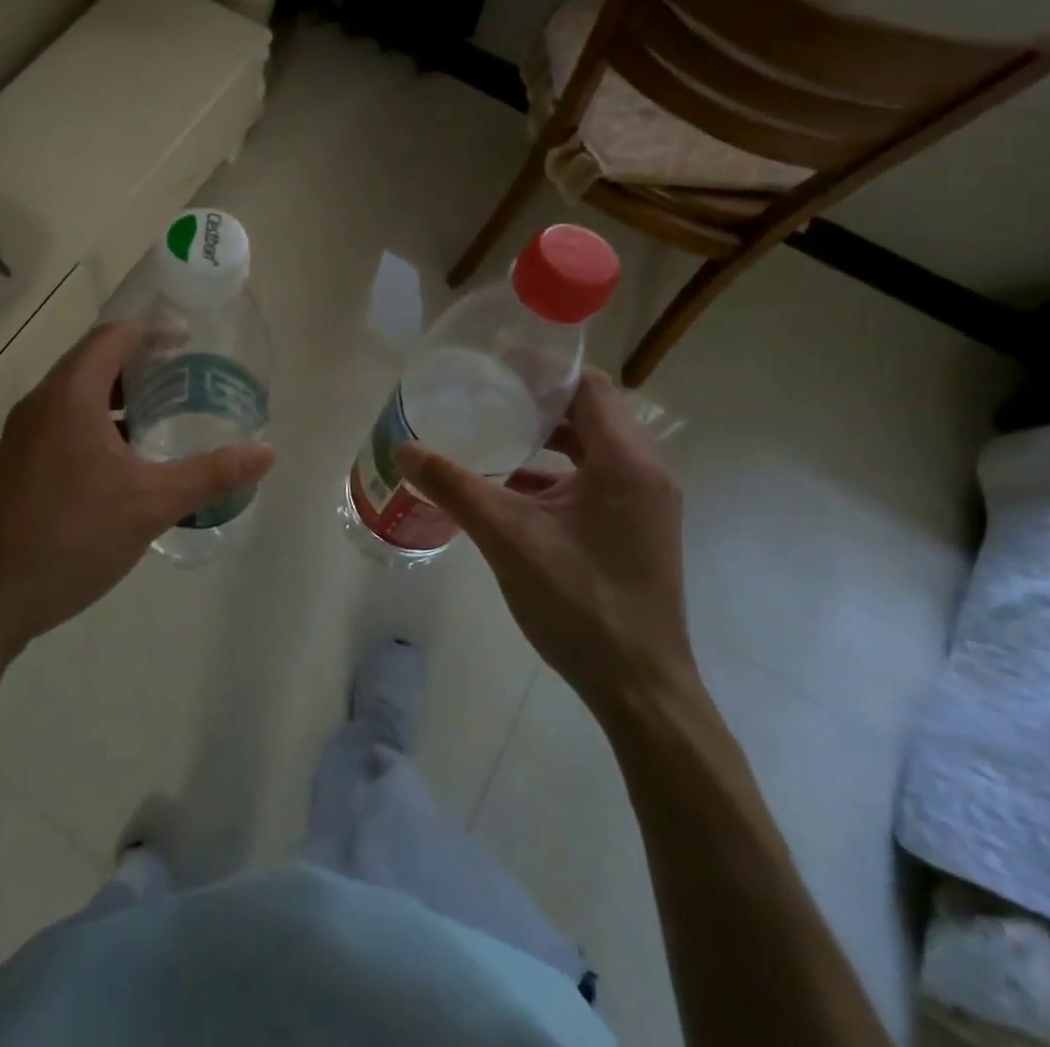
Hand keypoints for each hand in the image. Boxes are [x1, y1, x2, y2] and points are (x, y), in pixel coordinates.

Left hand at [0, 322, 273, 668]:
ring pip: (75, 394)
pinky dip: (96, 421)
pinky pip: (62, 421)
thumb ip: (211, 474)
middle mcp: (41, 404)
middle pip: (92, 360)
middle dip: (137, 362)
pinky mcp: (17, 464)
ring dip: (116, 394)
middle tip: (182, 379)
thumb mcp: (152, 504)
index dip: (151, 332)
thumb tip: (266, 453)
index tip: (187, 342)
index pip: (112, 337)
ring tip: (159, 415)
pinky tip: (122, 460)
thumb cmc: (72, 538)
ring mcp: (23, 435)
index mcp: (70, 397)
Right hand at [396, 370, 691, 713]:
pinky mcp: (637, 528)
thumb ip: (455, 487)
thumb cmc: (579, 602)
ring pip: (594, 448)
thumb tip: (403, 449)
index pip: (589, 386)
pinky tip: (513, 486)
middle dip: (540, 399)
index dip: (544, 368)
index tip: (498, 360)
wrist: (639, 688)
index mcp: (626, 462)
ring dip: (548, 436)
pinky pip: (596, 479)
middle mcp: (646, 473)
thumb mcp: (508, 538)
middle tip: (488, 392)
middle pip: (592, 412)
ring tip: (496, 430)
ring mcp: (645, 503)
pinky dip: (558, 472)